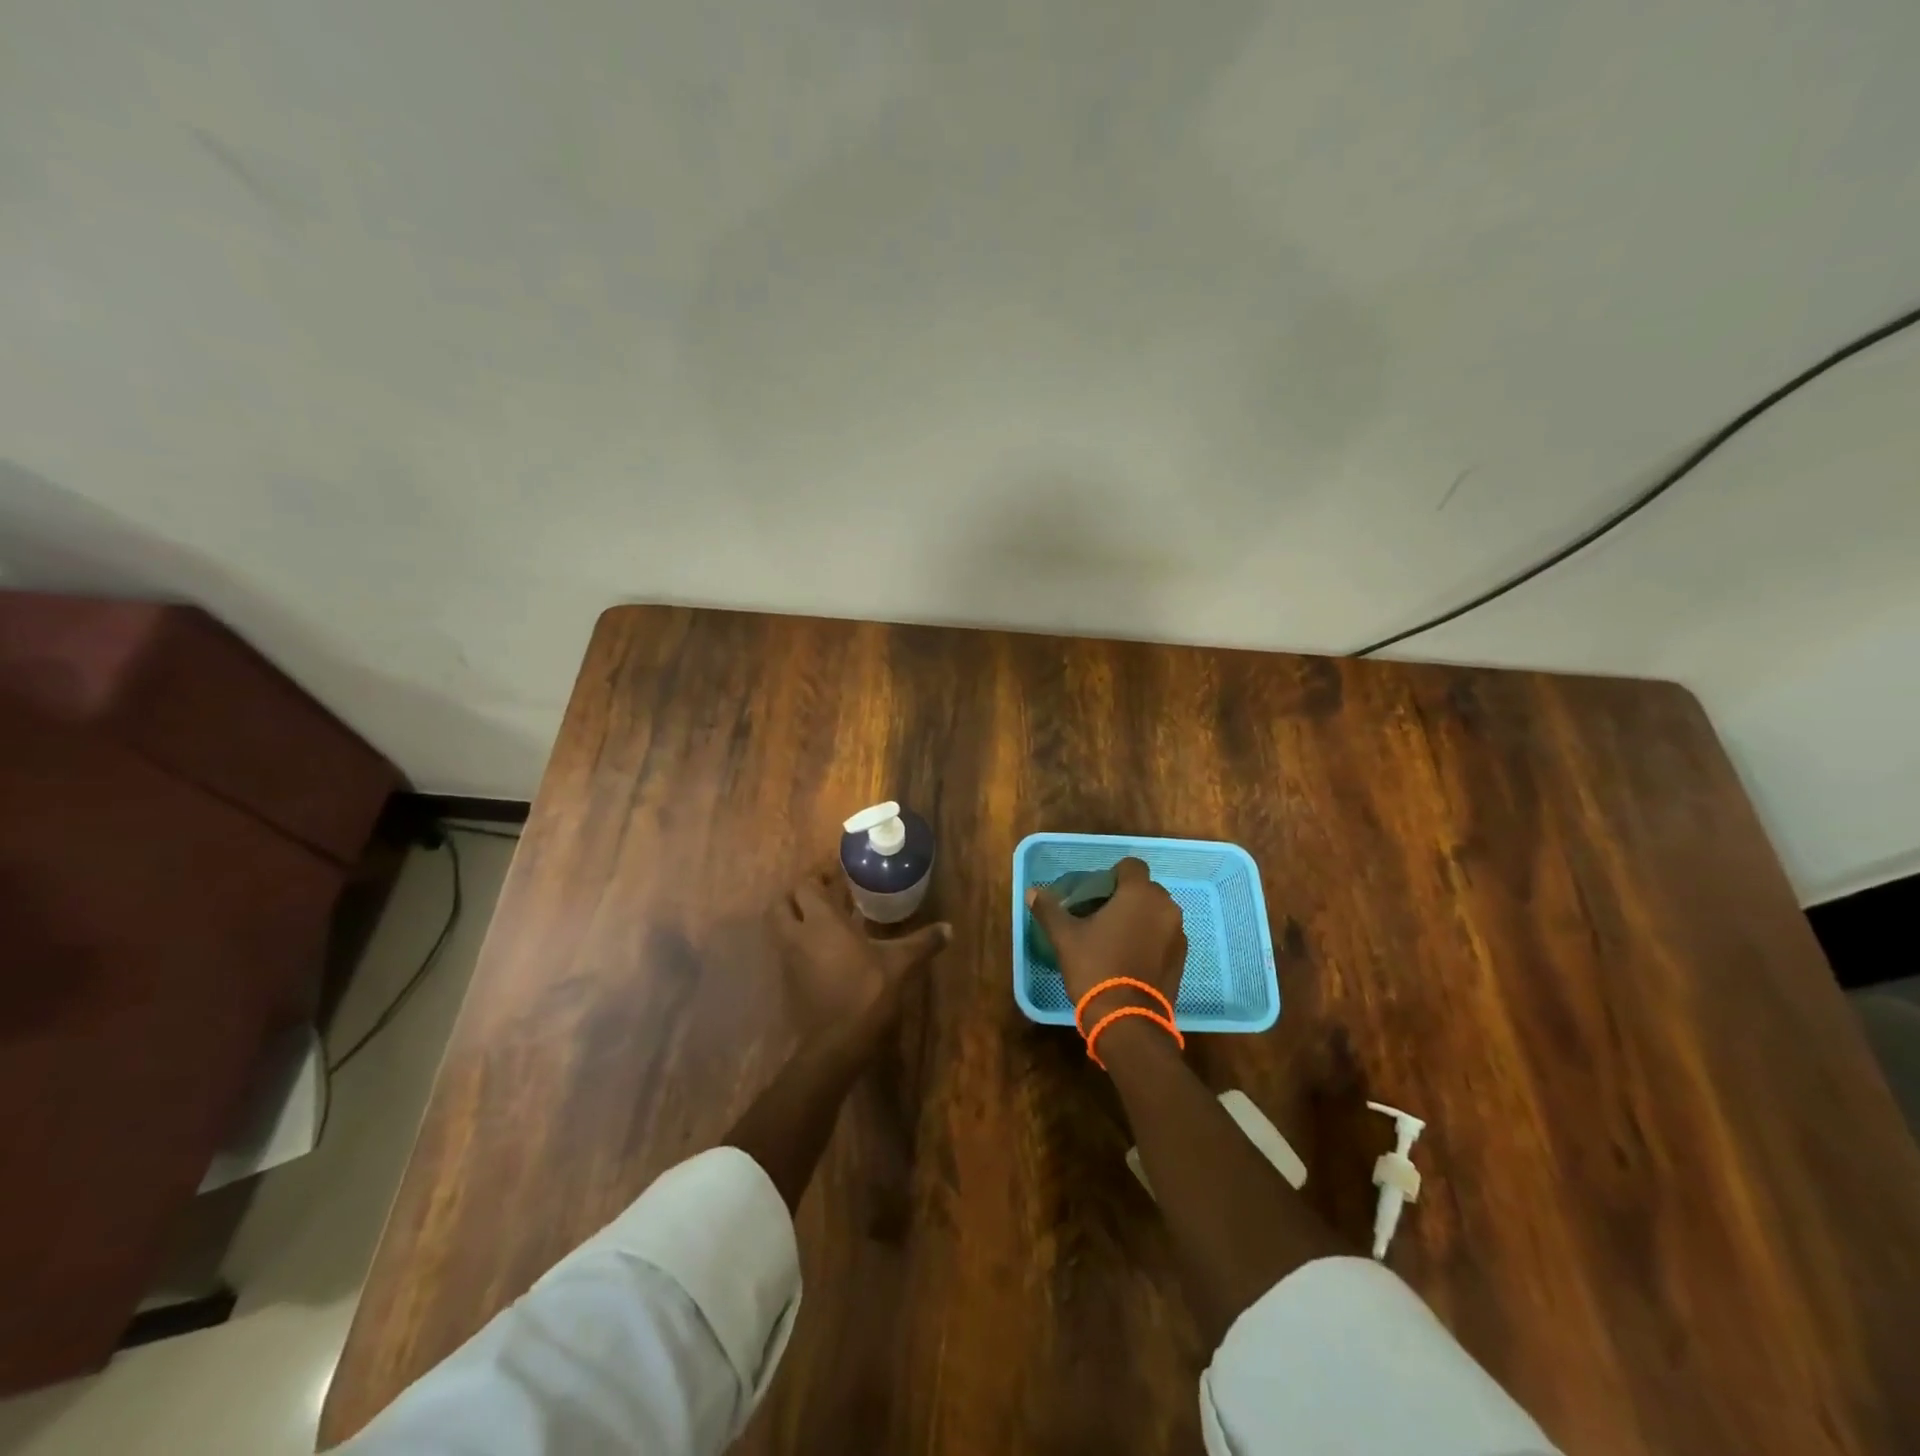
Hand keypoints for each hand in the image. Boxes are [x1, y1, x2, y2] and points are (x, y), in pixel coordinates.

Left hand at [770, 868, 951, 1045]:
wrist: (838, 1043)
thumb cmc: (868, 992)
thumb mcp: (900, 964)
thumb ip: (923, 943)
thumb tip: (949, 928)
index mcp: (821, 921)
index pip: (807, 886)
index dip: (819, 876)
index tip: (838, 874)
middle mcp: (798, 936)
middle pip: (781, 904)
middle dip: (798, 896)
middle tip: (824, 896)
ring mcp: (788, 961)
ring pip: (779, 929)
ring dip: (795, 920)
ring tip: (824, 922)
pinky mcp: (788, 983)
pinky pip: (787, 953)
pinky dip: (799, 946)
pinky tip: (824, 953)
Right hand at [1026, 857, 1185, 1025]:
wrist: (1128, 1019)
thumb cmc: (1095, 967)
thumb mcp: (1065, 937)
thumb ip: (1050, 910)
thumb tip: (1032, 892)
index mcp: (1139, 893)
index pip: (1131, 865)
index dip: (1113, 874)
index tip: (1095, 894)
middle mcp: (1165, 907)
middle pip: (1145, 889)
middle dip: (1126, 897)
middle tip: (1101, 917)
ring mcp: (1178, 933)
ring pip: (1156, 913)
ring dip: (1140, 918)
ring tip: (1116, 939)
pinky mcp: (1182, 958)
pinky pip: (1165, 936)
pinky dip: (1151, 939)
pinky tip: (1131, 958)